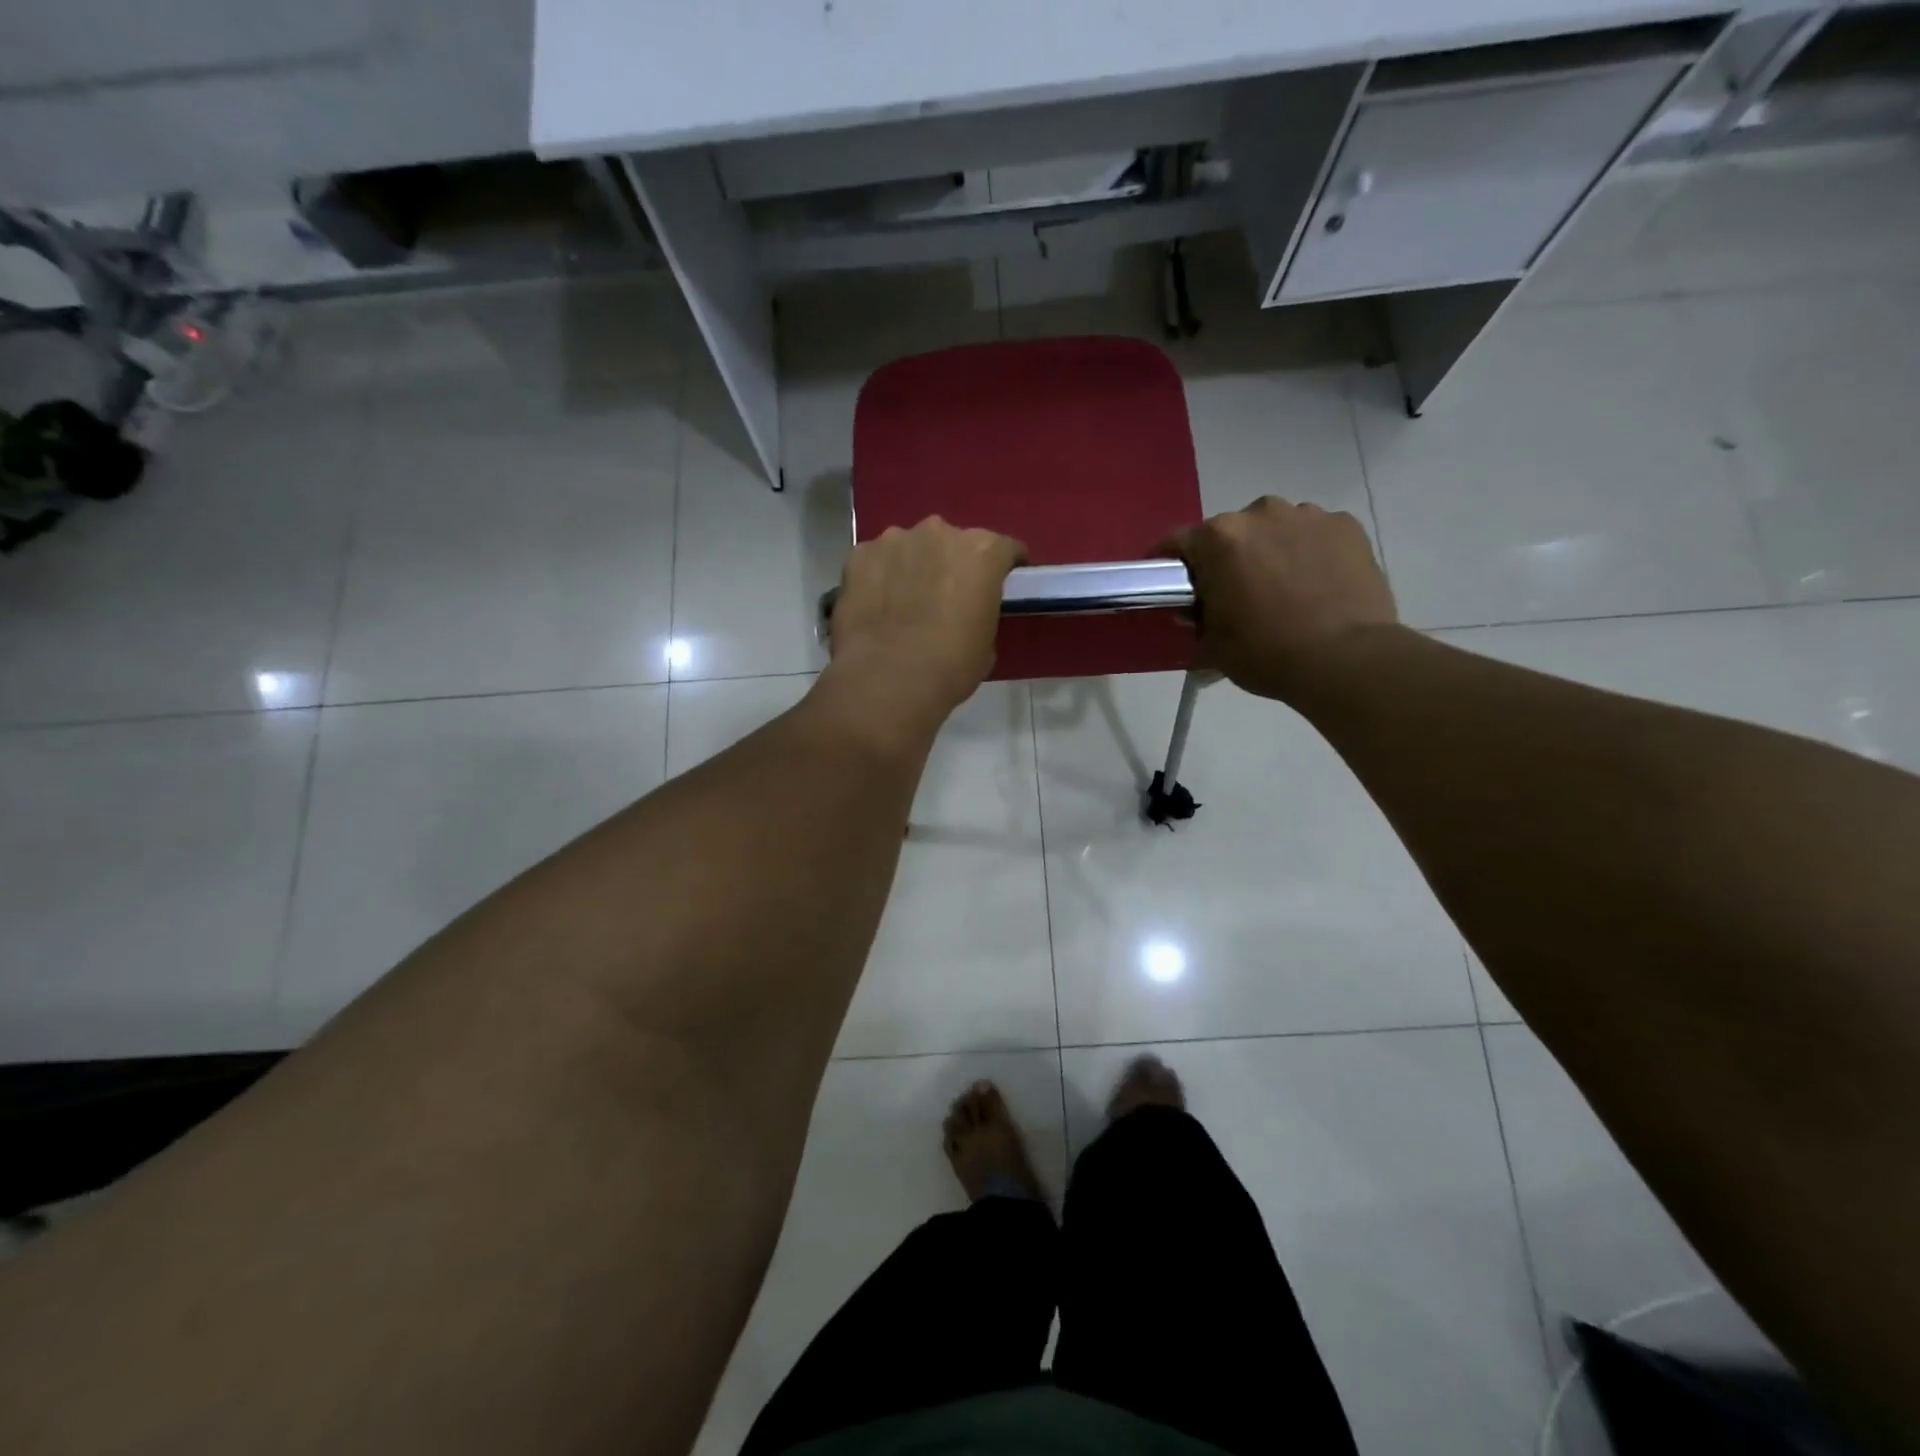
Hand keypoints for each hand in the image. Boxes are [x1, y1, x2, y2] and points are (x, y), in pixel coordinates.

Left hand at [823, 516, 1025, 737]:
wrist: (888, 679)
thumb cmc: (951, 665)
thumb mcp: (986, 642)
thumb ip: (980, 611)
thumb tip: (967, 611)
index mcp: (981, 552)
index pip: (1004, 549)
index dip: (1005, 566)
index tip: (1001, 582)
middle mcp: (940, 533)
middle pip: (953, 543)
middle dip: (952, 564)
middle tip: (947, 596)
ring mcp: (895, 540)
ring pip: (911, 548)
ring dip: (913, 566)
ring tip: (905, 602)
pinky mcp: (860, 555)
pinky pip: (877, 561)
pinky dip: (879, 577)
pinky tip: (876, 605)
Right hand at [1160, 497, 1397, 702]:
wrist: (1345, 659)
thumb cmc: (1266, 653)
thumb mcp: (1212, 645)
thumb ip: (1197, 618)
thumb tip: (1198, 611)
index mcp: (1218, 539)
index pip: (1178, 542)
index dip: (1168, 562)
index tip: (1168, 582)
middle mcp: (1259, 513)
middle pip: (1229, 531)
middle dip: (1225, 557)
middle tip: (1233, 591)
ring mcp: (1307, 515)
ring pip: (1274, 528)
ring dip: (1269, 549)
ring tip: (1280, 586)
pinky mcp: (1346, 525)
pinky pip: (1313, 533)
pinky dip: (1308, 551)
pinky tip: (1315, 583)